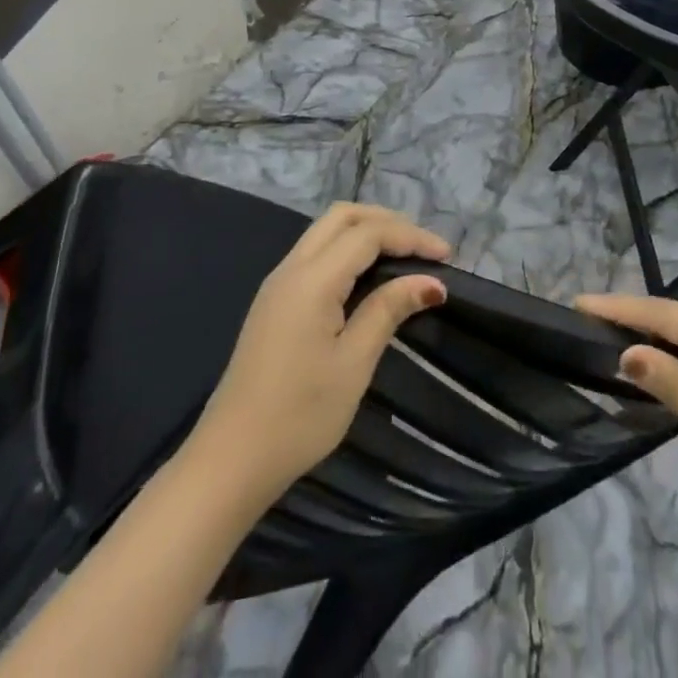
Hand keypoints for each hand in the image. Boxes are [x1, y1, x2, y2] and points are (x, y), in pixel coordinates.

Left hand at [192, 204, 448, 502]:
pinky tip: (368, 275)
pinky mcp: (274, 301)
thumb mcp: (353, 364)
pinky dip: (347, 250)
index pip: (367, 234)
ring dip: (366, 232)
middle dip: (387, 222)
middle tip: (423, 248)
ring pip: (326, 231)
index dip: (410, 237)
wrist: (231, 460)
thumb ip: (388, 310)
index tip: (447, 256)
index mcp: (312, 280)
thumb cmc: (299, 416)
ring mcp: (278, 283)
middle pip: (343, 217)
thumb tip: (430, 281)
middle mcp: (291, 268)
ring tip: (403, 257)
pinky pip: (315, 253)